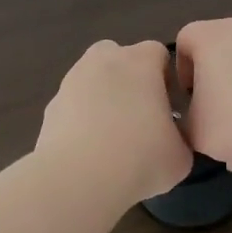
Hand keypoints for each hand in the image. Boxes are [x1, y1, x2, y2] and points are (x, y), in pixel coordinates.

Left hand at [36, 40, 193, 206]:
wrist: (78, 179)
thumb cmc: (140, 159)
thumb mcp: (180, 155)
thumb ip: (179, 137)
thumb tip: (169, 139)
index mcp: (140, 62)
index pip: (158, 53)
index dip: (165, 78)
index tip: (168, 107)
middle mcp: (104, 61)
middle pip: (119, 58)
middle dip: (129, 79)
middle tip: (139, 116)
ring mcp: (72, 81)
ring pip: (93, 80)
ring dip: (103, 99)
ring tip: (111, 138)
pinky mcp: (51, 106)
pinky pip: (73, 105)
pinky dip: (81, 120)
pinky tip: (88, 150)